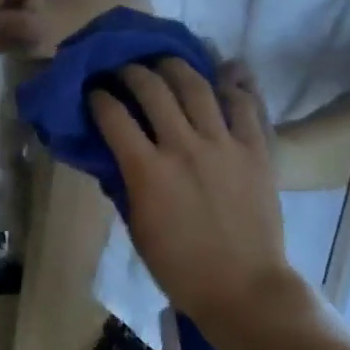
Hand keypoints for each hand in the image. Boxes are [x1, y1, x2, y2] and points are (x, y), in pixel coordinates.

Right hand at [90, 58, 292, 330]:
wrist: (243, 288)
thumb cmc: (179, 266)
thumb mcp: (136, 227)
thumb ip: (125, 184)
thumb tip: (115, 157)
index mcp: (147, 170)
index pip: (112, 116)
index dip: (97, 97)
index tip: (92, 92)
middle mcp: (183, 146)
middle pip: (152, 88)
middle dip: (130, 71)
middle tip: (123, 70)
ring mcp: (224, 144)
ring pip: (196, 85)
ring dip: (175, 66)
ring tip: (164, 61)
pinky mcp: (256, 149)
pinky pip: (244, 104)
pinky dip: (233, 84)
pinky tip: (222, 71)